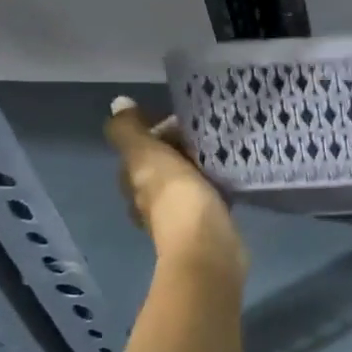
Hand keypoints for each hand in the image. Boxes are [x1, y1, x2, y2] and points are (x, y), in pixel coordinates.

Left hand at [104, 98, 246, 280]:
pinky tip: (232, 177)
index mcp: (133, 181)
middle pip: (165, 164)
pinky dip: (216, 185)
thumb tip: (118, 103)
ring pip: (188, 180)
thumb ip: (130, 131)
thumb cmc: (176, 199)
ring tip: (224, 151)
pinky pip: (209, 196)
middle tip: (212, 133)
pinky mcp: (206, 224)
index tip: (189, 120)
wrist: (208, 248)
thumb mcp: (148, 157)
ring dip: (201, 166)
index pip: (142, 147)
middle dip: (183, 148)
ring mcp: (179, 214)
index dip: (161, 130)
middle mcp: (150, 199)